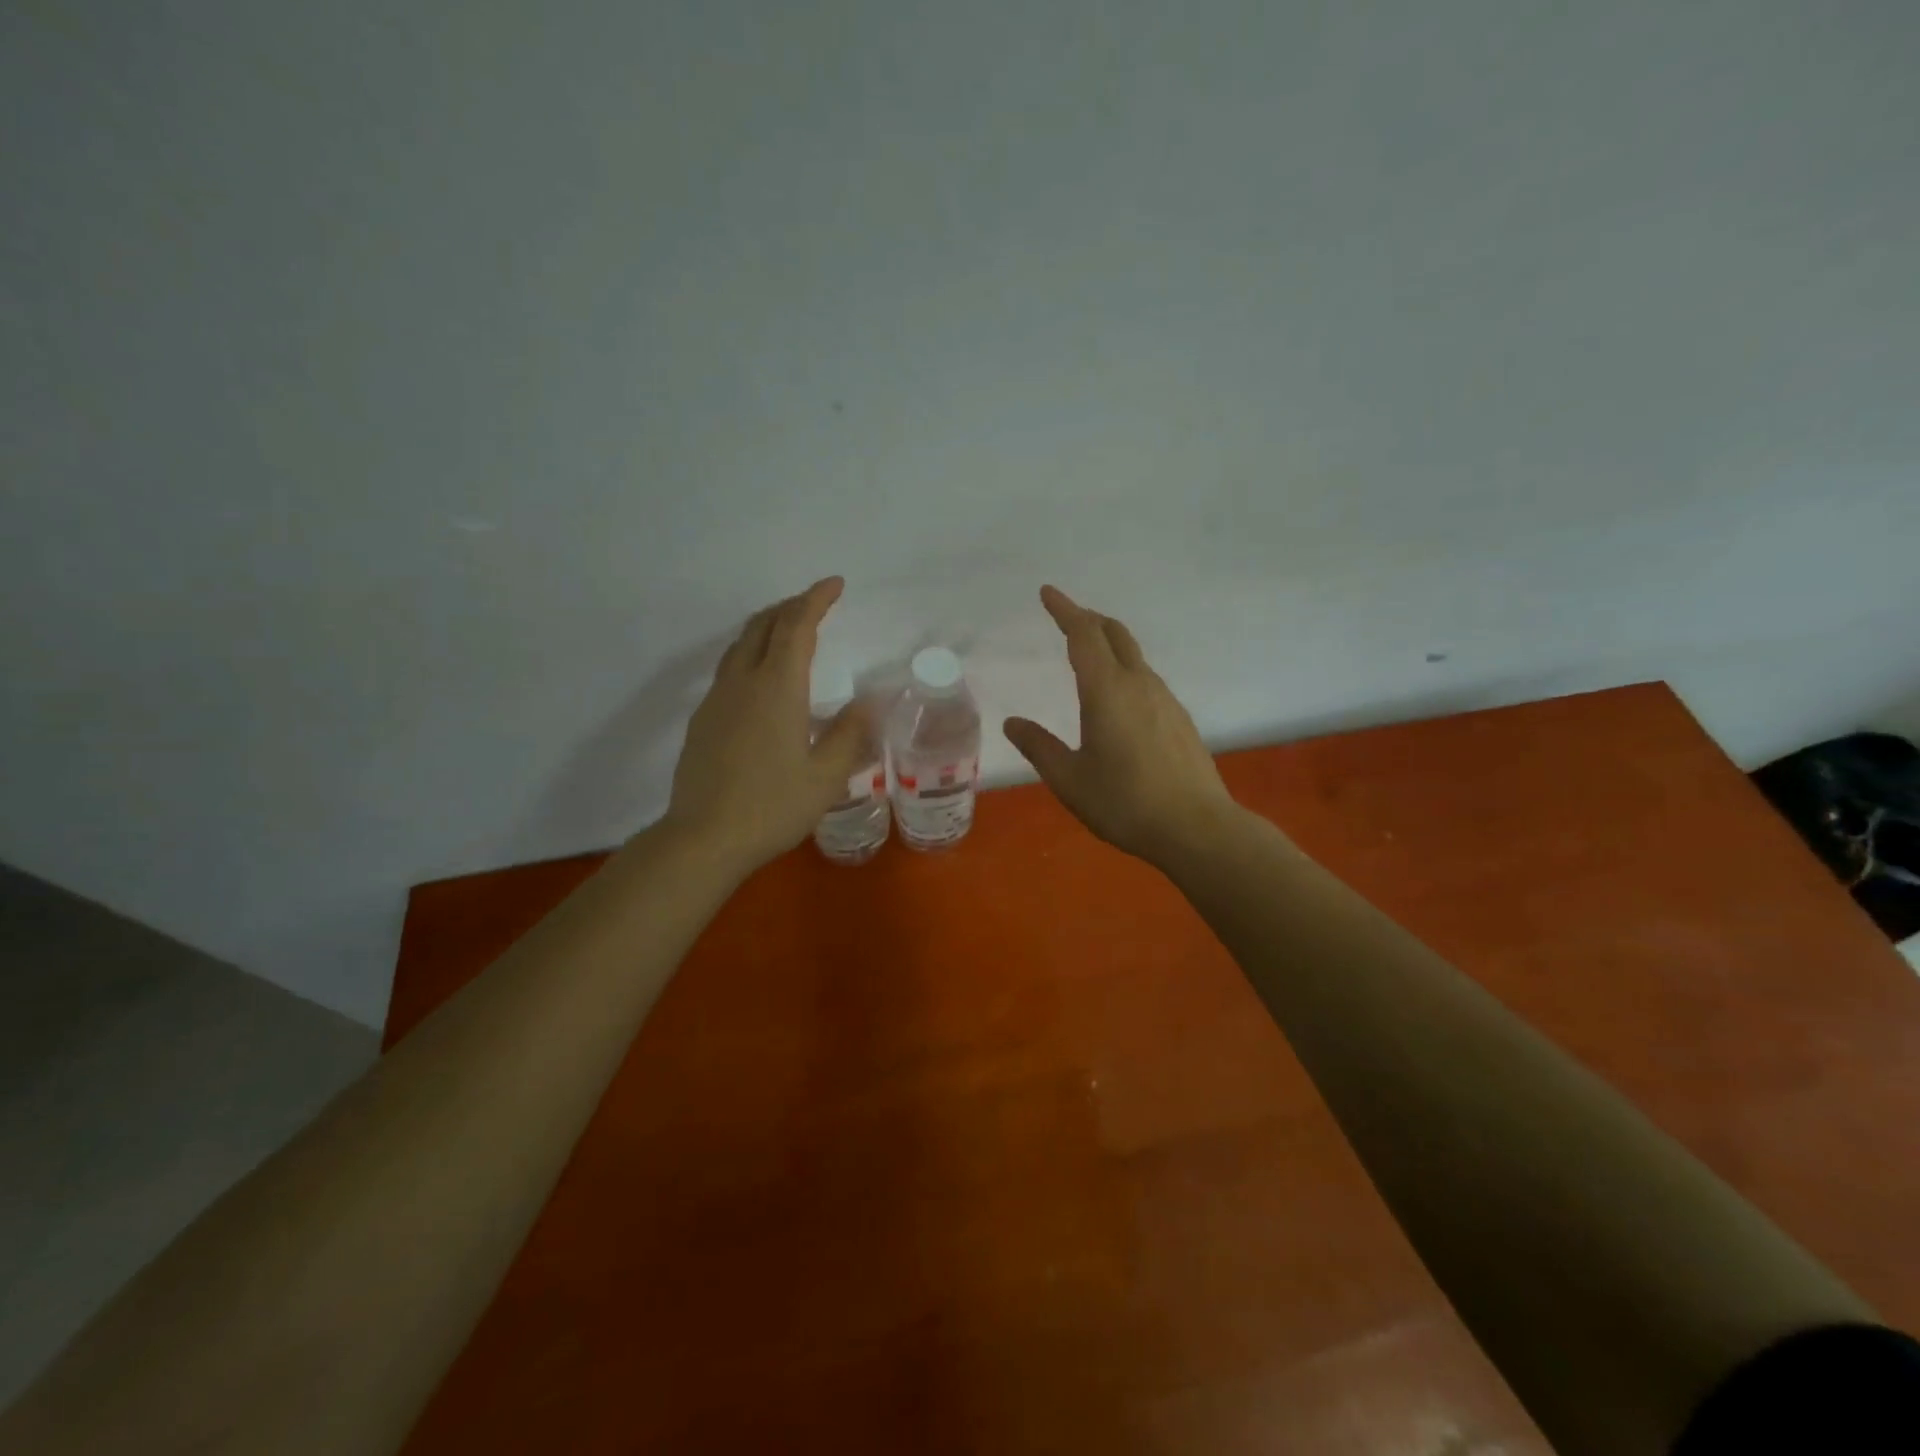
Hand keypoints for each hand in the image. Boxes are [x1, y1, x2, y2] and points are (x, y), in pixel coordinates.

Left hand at [663, 577, 870, 876]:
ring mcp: (717, 700)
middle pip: (763, 626)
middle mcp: (743, 682)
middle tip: (815, 603)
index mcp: (777, 688)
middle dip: (790, 606)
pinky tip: (762, 680)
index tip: (835, 584)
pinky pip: (729, 669)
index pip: (797, 626)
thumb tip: (870, 701)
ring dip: (767, 627)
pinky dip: (752, 654)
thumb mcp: (826, 776)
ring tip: (789, 631)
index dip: (816, 600)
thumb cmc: (773, 807)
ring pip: (740, 645)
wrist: (703, 839)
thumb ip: (849, 734)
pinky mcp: (702, 720)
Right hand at [1004, 585, 1241, 866]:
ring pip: (1134, 656)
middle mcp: (1139, 684)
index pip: (1083, 635)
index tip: (1047, 592)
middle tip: (1067, 617)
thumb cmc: (1124, 802)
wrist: (1197, 827)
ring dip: (1109, 644)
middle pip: (1115, 634)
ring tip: (1089, 655)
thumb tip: (1012, 722)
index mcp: (1107, 691)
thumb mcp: (1070, 779)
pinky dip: (1125, 670)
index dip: (1064, 610)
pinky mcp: (1180, 719)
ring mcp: (1165, 700)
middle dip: (1088, 619)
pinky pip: (1147, 679)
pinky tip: (1119, 698)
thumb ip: (1039, 747)